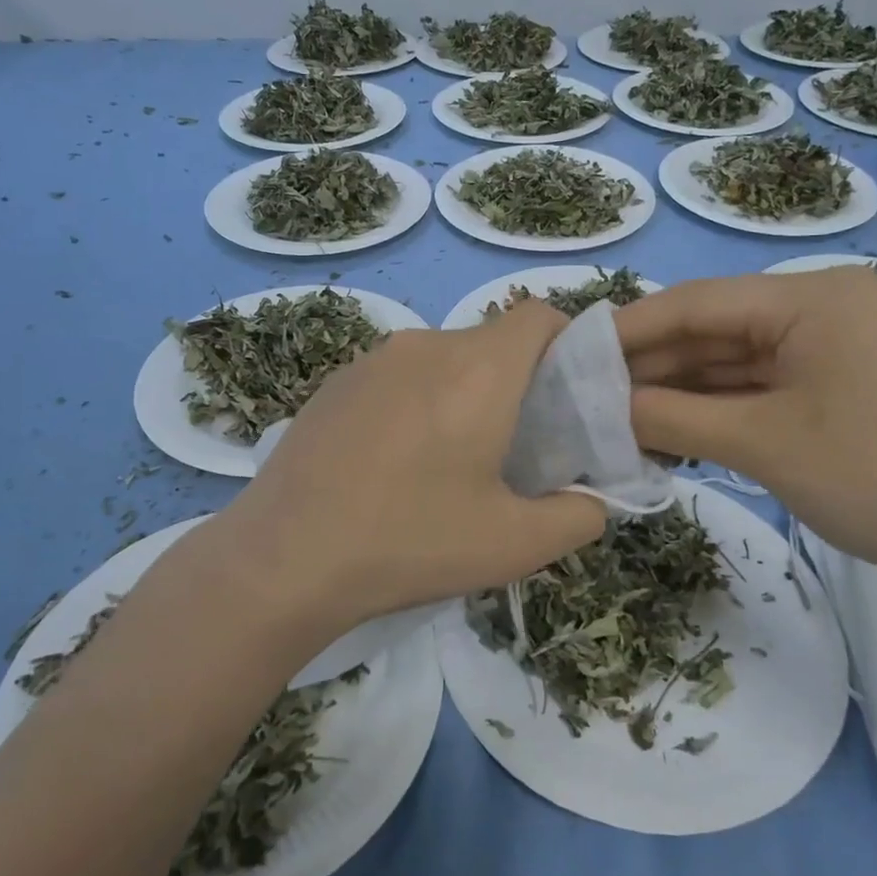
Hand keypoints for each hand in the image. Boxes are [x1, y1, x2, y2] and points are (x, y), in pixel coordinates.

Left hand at [201, 299, 606, 640]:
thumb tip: (592, 500)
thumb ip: (580, 516)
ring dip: (463, 394)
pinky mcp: (333, 383)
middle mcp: (425, 345)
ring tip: (450, 462)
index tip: (566, 400)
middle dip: (518, 382)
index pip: (539, 315)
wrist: (284, 559)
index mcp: (478, 368)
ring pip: (443, 360)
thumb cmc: (411, 542)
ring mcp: (371, 360)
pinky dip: (416, 403)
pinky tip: (393, 464)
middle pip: (492, 342)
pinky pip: (397, 377)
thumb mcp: (516, 545)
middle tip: (516, 447)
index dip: (567, 345)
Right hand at [613, 268, 876, 593]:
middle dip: (653, 365)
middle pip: (717, 330)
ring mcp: (835, 346)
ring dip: (680, 391)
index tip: (573, 351)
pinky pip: (762, 386)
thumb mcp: (761, 444)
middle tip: (587, 393)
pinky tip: (668, 429)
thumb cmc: (876, 478)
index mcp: (815, 297)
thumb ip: (671, 418)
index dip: (632, 327)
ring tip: (615, 416)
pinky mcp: (839, 382)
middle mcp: (825, 306)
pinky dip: (716, 407)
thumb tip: (600, 408)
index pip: (700, 302)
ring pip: (735, 361)